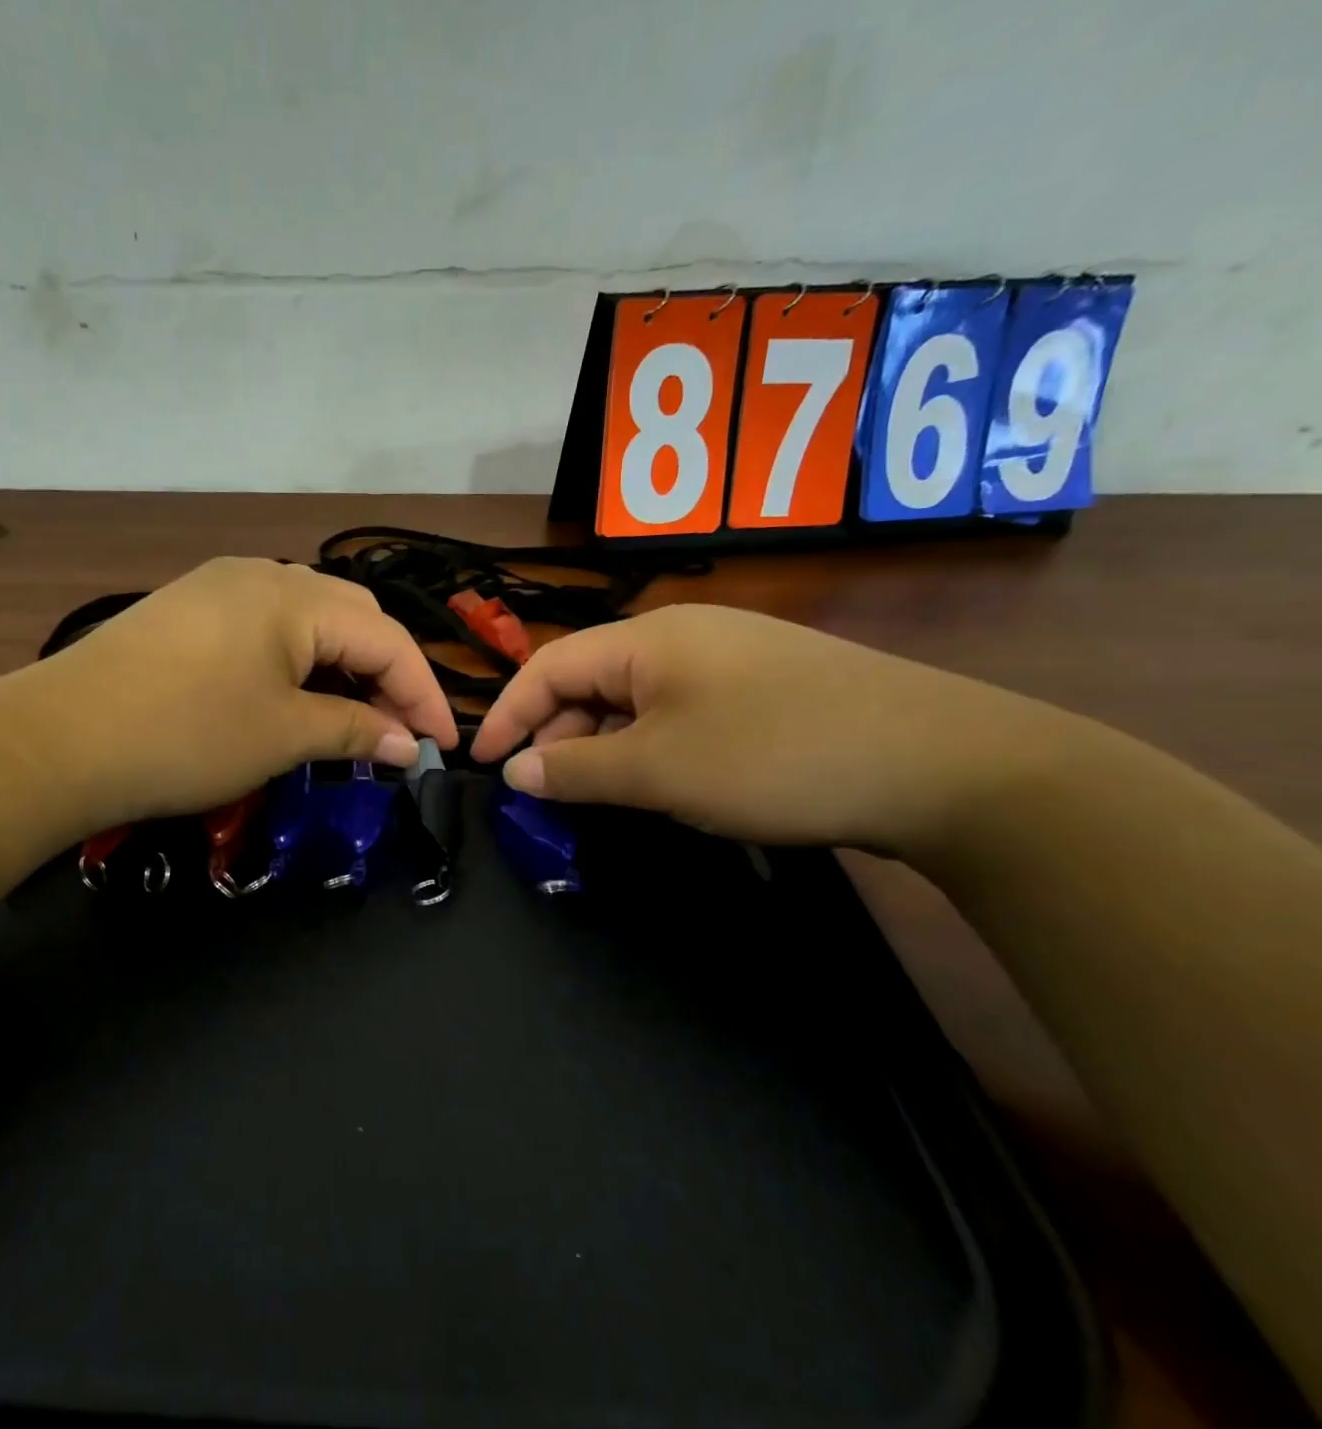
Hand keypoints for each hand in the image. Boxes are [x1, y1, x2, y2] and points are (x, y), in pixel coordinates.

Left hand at [36, 558, 456, 829]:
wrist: (57, 740)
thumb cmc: (185, 735)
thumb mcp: (282, 736)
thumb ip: (356, 731)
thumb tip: (410, 746)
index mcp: (294, 596)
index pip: (386, 639)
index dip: (424, 694)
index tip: (444, 745)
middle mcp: (262, 574)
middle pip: (353, 620)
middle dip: (386, 675)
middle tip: (398, 733)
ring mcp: (220, 587)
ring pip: (310, 621)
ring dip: (343, 668)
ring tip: (353, 719)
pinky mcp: (189, 611)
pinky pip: (268, 628)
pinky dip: (299, 663)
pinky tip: (296, 697)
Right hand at [470, 603, 1070, 853]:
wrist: (943, 764)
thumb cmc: (775, 756)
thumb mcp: (659, 769)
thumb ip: (576, 770)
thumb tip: (516, 771)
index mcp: (648, 638)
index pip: (549, 665)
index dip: (508, 713)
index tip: (485, 764)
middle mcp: (685, 635)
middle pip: (592, 679)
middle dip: (558, 734)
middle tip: (550, 793)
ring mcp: (731, 658)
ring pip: (637, 699)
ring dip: (606, 744)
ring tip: (606, 794)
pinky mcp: (767, 688)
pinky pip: (681, 711)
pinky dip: (653, 746)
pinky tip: (667, 780)